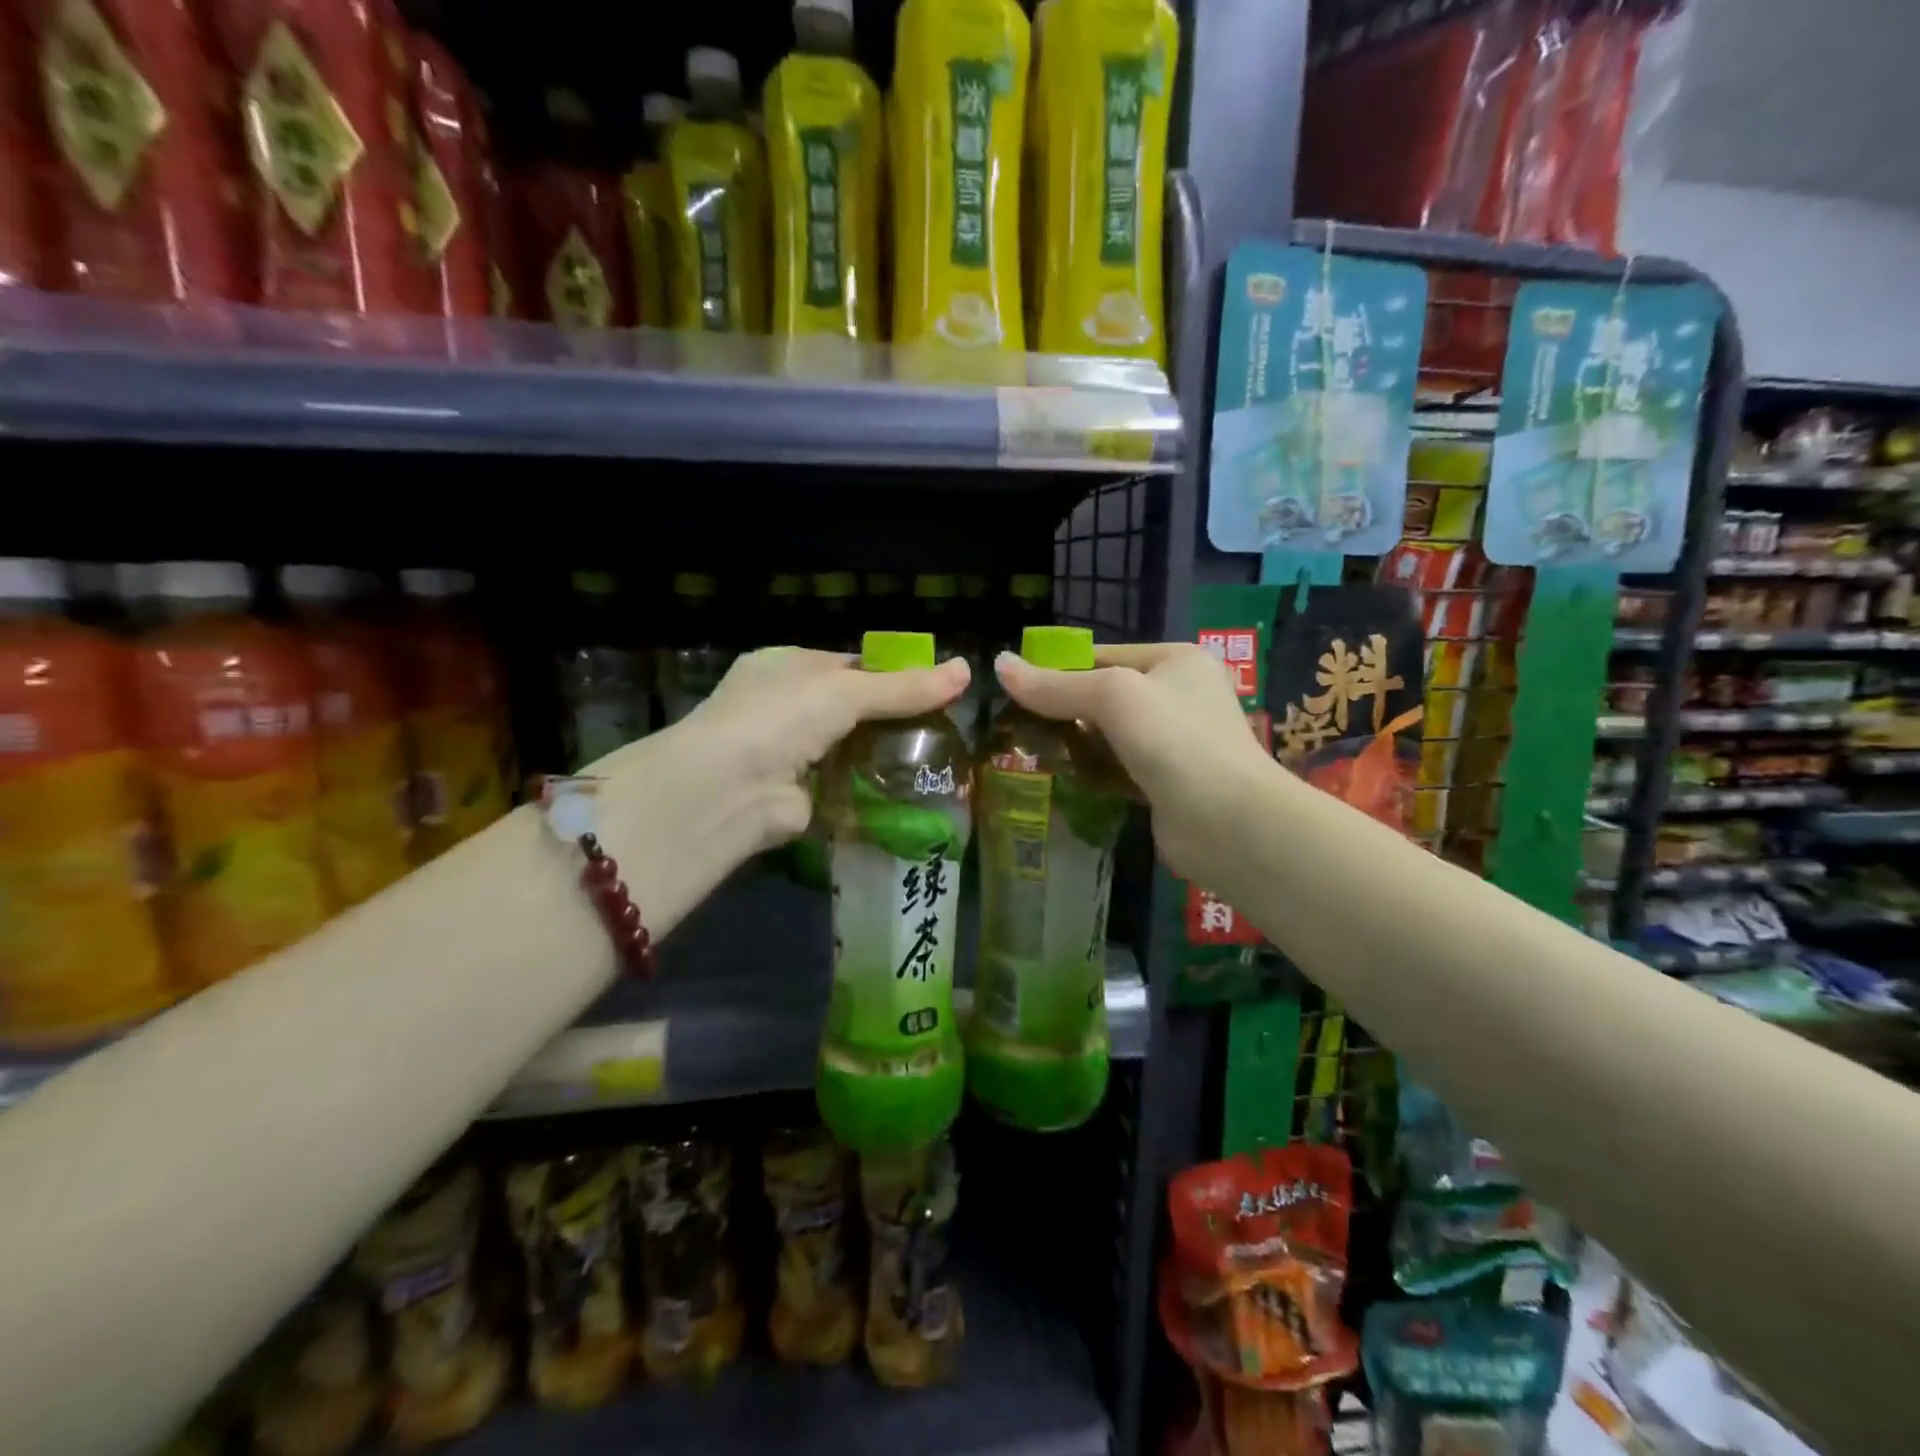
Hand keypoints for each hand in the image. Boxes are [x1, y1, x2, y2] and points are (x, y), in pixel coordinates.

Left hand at [600, 649, 969, 913]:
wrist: (731, 788)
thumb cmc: (782, 717)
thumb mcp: (847, 691)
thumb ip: (905, 687)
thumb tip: (967, 669)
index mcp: (787, 666)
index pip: (848, 664)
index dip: (890, 673)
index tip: (934, 686)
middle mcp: (785, 707)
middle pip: (852, 708)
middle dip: (892, 717)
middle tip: (946, 726)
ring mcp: (790, 753)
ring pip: (851, 748)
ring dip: (885, 754)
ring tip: (941, 757)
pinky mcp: (801, 795)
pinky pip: (846, 786)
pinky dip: (873, 788)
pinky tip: (914, 789)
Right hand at [995, 643, 1274, 886]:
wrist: (1230, 823)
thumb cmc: (1175, 741)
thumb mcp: (1113, 697)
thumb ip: (1055, 685)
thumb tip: (999, 664)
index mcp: (1175, 661)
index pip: (1101, 655)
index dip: (1056, 668)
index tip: (1012, 688)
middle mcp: (1177, 696)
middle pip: (1103, 696)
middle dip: (1061, 710)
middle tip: (1014, 725)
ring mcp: (1173, 743)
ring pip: (1107, 735)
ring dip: (1072, 744)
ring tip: (1025, 750)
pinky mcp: (1163, 784)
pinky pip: (1116, 769)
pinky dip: (1090, 772)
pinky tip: (1057, 777)